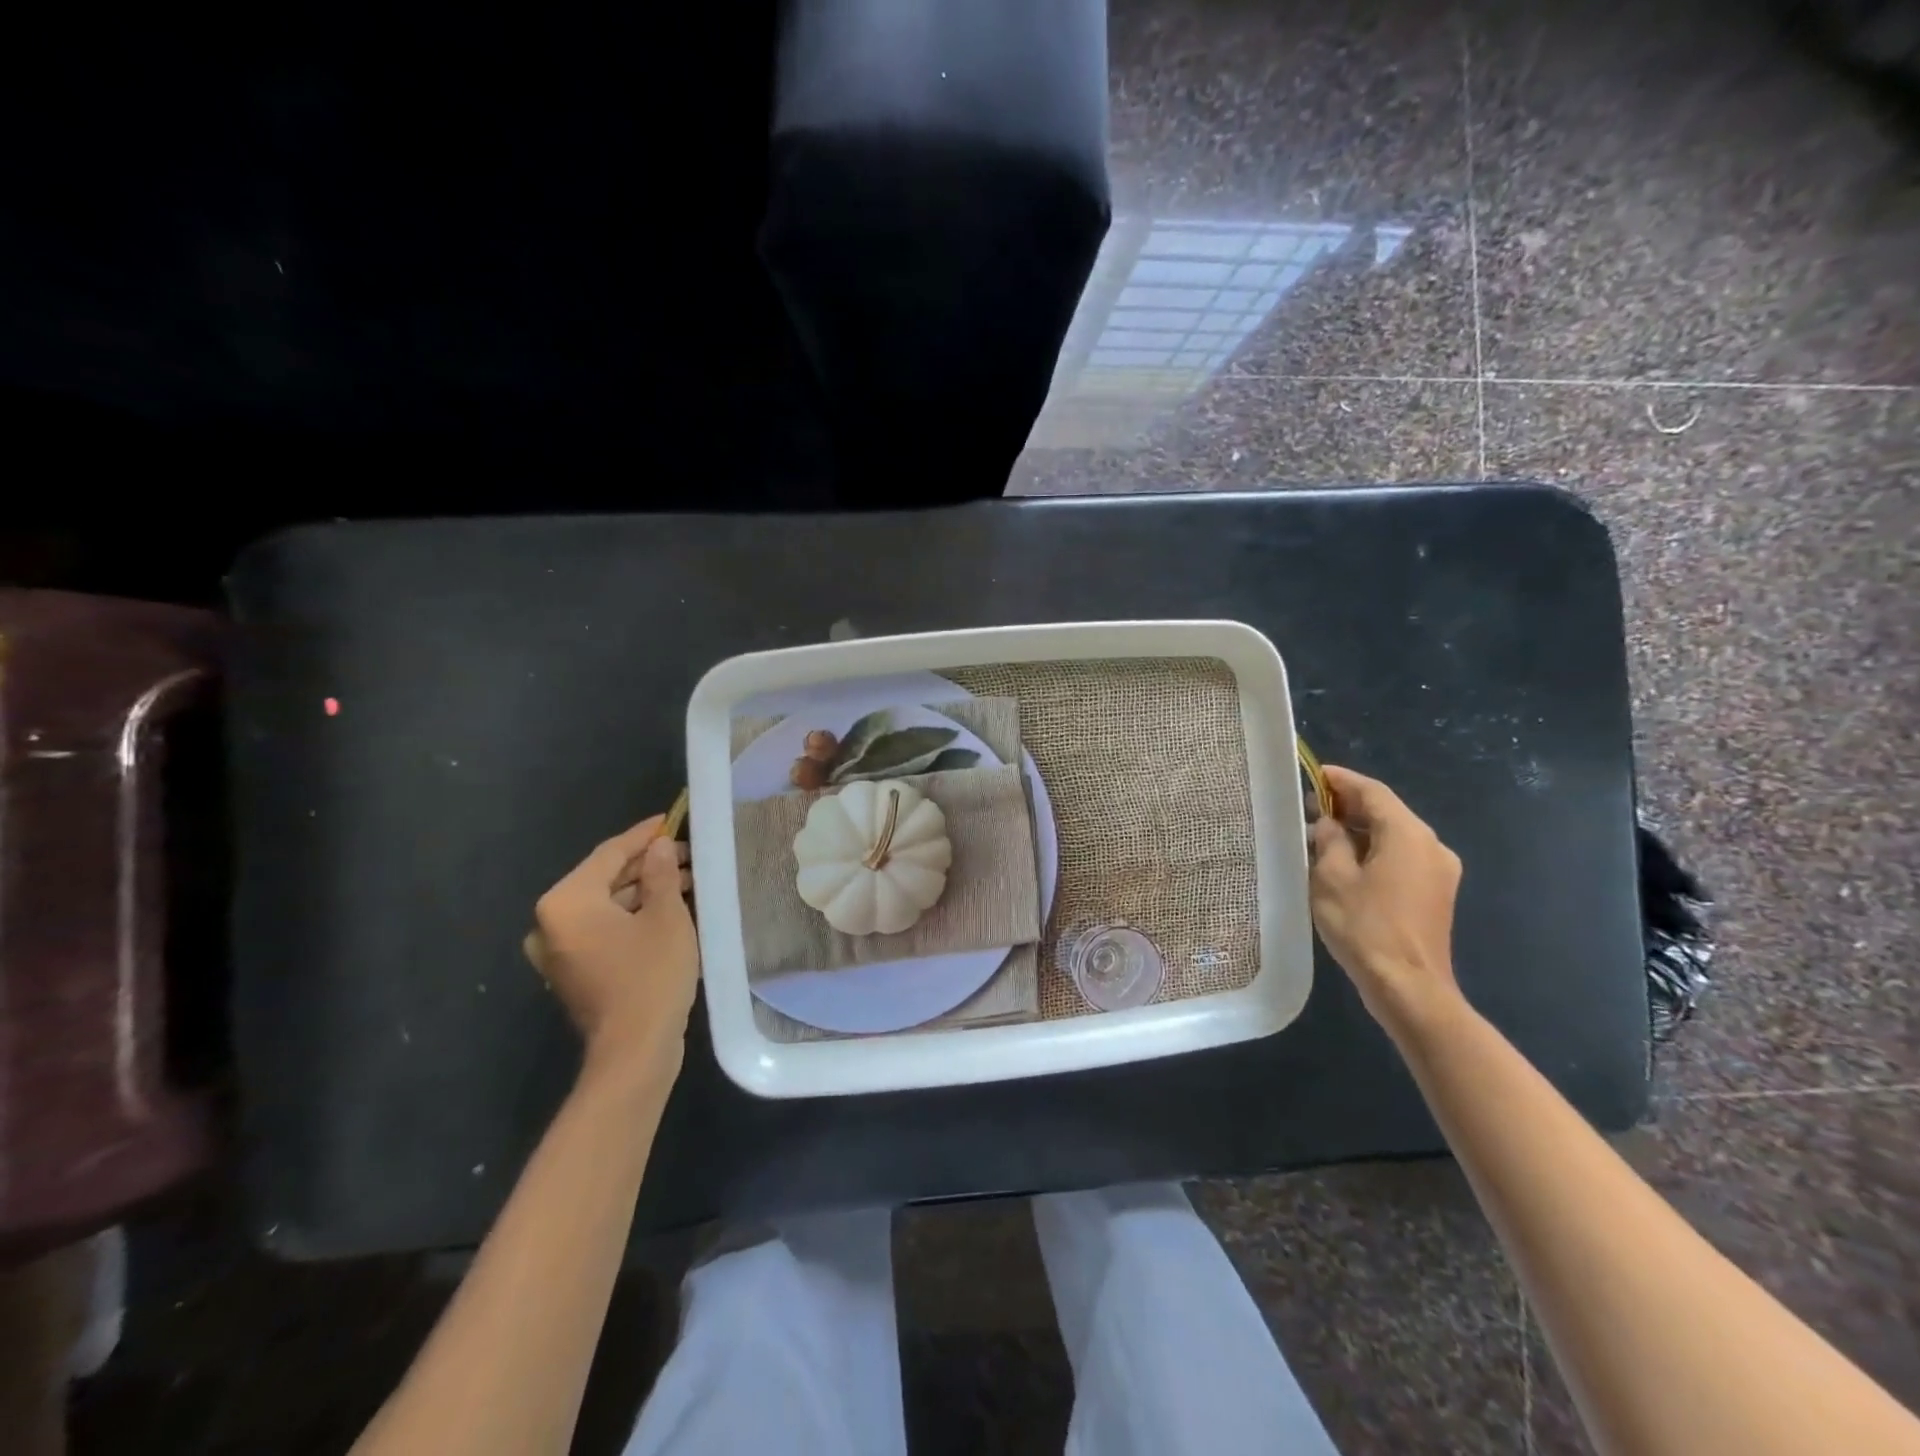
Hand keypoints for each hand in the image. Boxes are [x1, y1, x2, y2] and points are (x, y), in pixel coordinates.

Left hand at [524, 814, 697, 1087]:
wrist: (634, 1050)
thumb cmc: (650, 975)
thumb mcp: (665, 916)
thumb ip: (660, 874)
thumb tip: (659, 847)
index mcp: (566, 902)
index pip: (609, 854)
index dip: (644, 835)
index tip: (671, 819)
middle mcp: (552, 923)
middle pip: (605, 879)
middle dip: (647, 865)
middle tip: (688, 853)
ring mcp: (560, 951)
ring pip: (606, 905)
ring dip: (644, 891)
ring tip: (687, 880)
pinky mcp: (574, 971)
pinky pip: (604, 929)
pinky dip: (633, 916)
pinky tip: (668, 909)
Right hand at [1308, 765, 1463, 1037]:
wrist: (1409, 987)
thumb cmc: (1365, 927)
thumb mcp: (1332, 877)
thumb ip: (1329, 840)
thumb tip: (1330, 824)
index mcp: (1408, 834)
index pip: (1373, 792)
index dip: (1341, 780)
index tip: (1312, 774)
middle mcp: (1431, 846)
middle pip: (1386, 812)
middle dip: (1348, 806)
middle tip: (1308, 806)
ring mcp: (1438, 871)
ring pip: (1393, 836)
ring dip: (1358, 831)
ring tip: (1319, 835)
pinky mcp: (1435, 894)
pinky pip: (1400, 858)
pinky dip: (1372, 851)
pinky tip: (1343, 863)